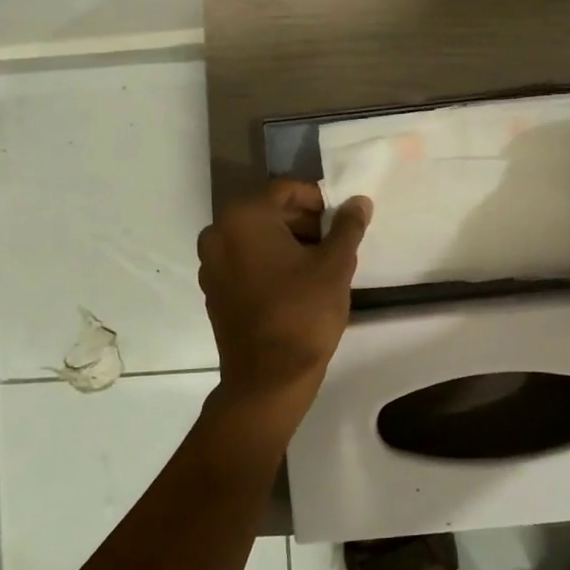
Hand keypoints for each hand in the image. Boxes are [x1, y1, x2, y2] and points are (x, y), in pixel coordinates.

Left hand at [197, 181, 371, 403]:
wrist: (268, 379)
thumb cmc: (303, 314)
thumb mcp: (335, 265)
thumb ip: (348, 226)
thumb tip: (359, 201)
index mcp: (244, 218)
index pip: (285, 190)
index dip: (318, 199)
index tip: (342, 218)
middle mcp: (218, 233)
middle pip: (268, 211)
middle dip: (304, 220)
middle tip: (336, 240)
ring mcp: (211, 263)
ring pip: (256, 236)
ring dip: (288, 241)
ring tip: (321, 262)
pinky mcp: (214, 289)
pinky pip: (245, 260)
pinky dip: (269, 260)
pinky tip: (297, 282)